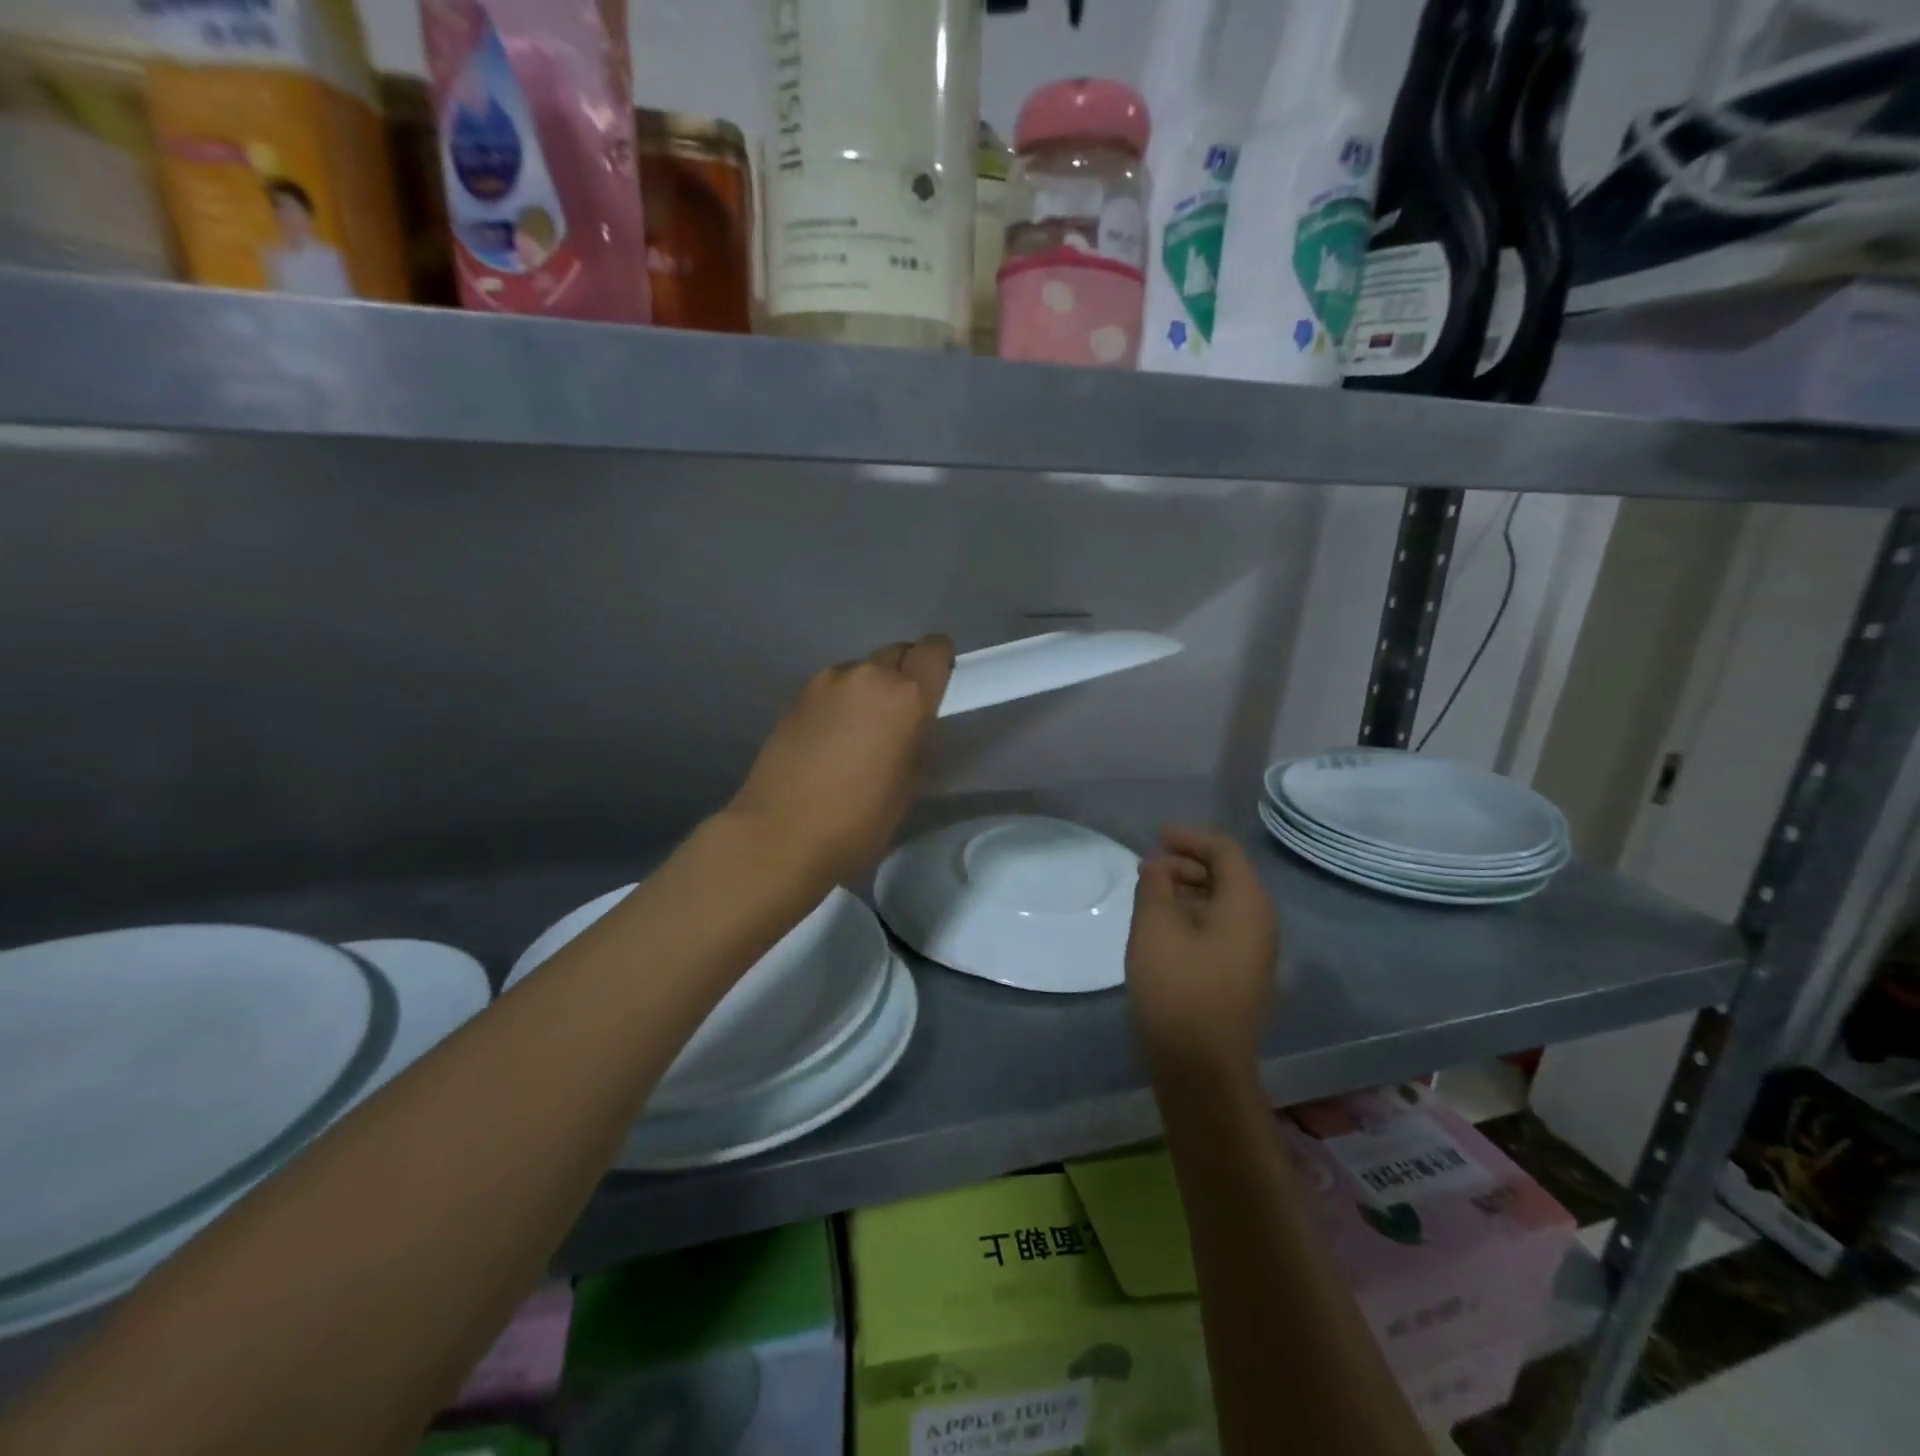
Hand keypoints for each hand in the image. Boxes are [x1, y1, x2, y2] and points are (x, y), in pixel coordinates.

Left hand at [726, 635, 953, 887]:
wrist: (780, 834)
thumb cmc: (858, 820)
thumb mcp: (908, 786)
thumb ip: (916, 741)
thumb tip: (910, 727)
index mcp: (905, 697)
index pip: (934, 651)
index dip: (939, 662)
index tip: (935, 685)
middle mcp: (867, 676)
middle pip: (896, 654)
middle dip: (904, 676)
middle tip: (898, 716)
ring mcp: (825, 682)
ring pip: (860, 671)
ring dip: (867, 690)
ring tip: (857, 732)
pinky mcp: (795, 697)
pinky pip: (830, 688)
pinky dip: (837, 703)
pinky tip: (827, 740)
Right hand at [1126, 827, 1279, 1081]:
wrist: (1201, 1069)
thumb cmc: (1177, 989)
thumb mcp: (1155, 928)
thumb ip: (1155, 885)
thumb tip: (1158, 866)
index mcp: (1247, 905)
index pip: (1225, 851)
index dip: (1190, 838)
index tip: (1155, 838)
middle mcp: (1260, 924)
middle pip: (1228, 875)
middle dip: (1187, 864)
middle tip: (1148, 869)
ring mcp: (1254, 953)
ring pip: (1223, 904)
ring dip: (1188, 891)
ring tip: (1150, 897)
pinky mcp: (1241, 976)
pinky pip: (1221, 928)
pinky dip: (1194, 916)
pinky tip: (1163, 929)